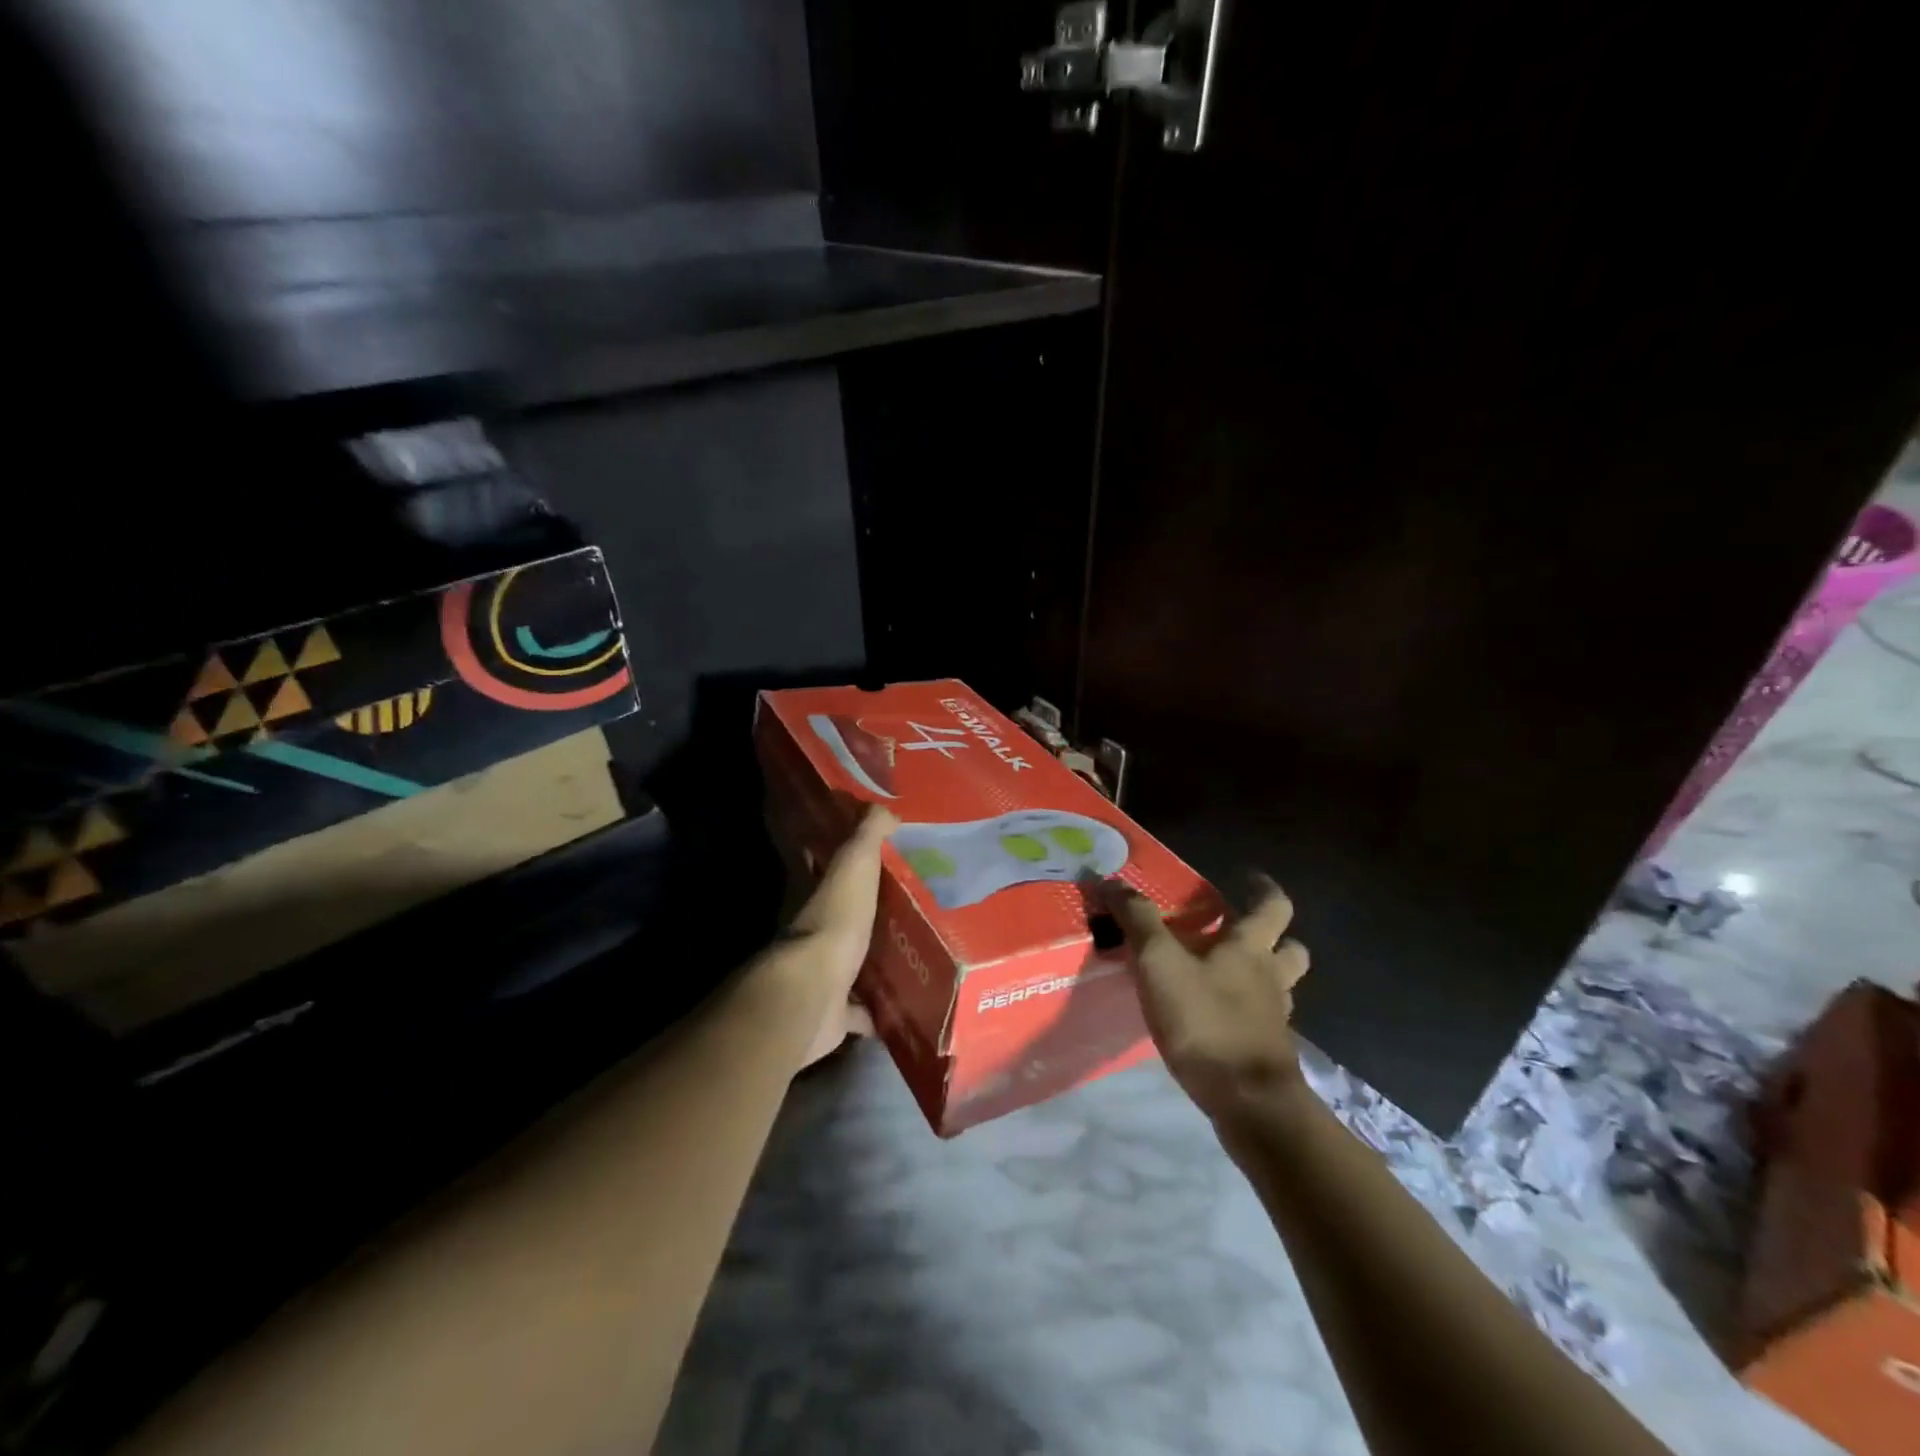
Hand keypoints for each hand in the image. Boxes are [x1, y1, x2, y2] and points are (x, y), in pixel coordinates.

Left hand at [777, 806, 895, 1068]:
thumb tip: (886, 808)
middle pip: (845, 920)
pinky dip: (879, 1011)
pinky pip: (862, 1011)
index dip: (845, 861)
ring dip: (876, 963)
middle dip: (870, 916)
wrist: (813, 991)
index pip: (828, 870)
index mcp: (819, 897)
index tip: (877, 858)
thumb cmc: (834, 922)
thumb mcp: (853, 866)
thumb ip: (867, 836)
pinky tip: (908, 1006)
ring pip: (853, 966)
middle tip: (910, 909)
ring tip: (916, 955)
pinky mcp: (836, 1014)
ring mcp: (825, 977)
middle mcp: (817, 935)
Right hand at [1102, 875, 1311, 1128]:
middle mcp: (1271, 978)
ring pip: (1280, 985)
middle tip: (1238, 930)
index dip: (1263, 888)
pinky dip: (1246, 1012)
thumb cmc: (1206, 1021)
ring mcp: (1274, 1018)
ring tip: (1226, 973)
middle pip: (1289, 948)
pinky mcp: (1267, 1052)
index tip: (1248, 877)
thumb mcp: (1159, 962)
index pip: (1273, 906)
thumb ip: (1138, 920)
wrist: (1248, 1103)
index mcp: (1251, 948)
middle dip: (1273, 935)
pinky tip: (1217, 1017)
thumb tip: (1112, 881)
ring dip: (1262, 974)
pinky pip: (1262, 1020)